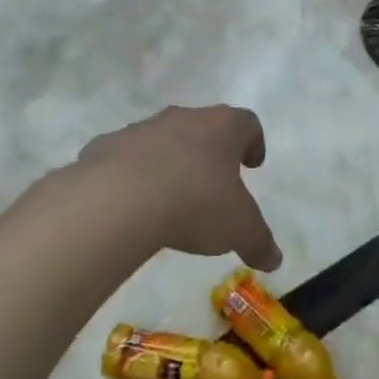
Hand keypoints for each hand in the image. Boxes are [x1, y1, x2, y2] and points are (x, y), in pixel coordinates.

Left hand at [76, 106, 282, 271]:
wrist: (117, 201)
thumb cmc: (194, 203)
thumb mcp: (238, 229)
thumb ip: (259, 241)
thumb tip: (274, 259)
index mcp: (222, 127)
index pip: (247, 123)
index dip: (253, 143)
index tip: (252, 165)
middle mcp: (183, 118)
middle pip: (203, 127)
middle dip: (209, 152)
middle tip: (213, 182)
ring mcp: (140, 130)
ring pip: (161, 140)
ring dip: (169, 162)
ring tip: (170, 198)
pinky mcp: (104, 147)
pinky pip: (123, 158)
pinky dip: (130, 175)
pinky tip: (130, 204)